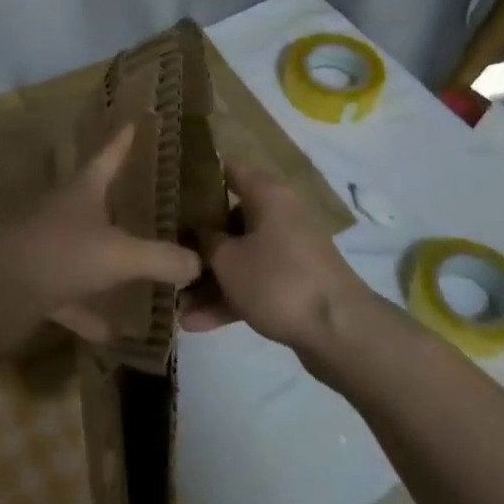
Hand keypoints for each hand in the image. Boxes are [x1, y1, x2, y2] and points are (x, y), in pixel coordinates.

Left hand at [0, 123, 201, 351]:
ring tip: (141, 271)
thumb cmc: (61, 254)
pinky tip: (111, 331)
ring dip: (107, 261)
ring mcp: (48, 249)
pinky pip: (71, 297)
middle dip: (121, 201)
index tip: (137, 121)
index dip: (124, 140)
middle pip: (96, 201)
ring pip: (85, 250)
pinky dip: (89, 312)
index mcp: (83, 192)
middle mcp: (65, 214)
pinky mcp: (37, 284)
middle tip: (152, 200)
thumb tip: (199, 263)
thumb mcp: (120, 254)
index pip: (108, 156)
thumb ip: (161, 258)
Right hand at [179, 160, 373, 352]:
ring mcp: (288, 250)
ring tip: (174, 305)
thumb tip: (196, 232)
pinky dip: (230, 298)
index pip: (227, 170)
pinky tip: (196, 323)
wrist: (340, 332)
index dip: (196, 178)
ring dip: (209, 280)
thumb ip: (204, 242)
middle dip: (196, 242)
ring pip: (240, 256)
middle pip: (229, 219)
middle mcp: (279, 214)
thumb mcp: (227, 259)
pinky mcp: (294, 283)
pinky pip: (254, 282)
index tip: (166, 190)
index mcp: (267, 193)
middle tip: (164, 253)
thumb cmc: (278, 280)